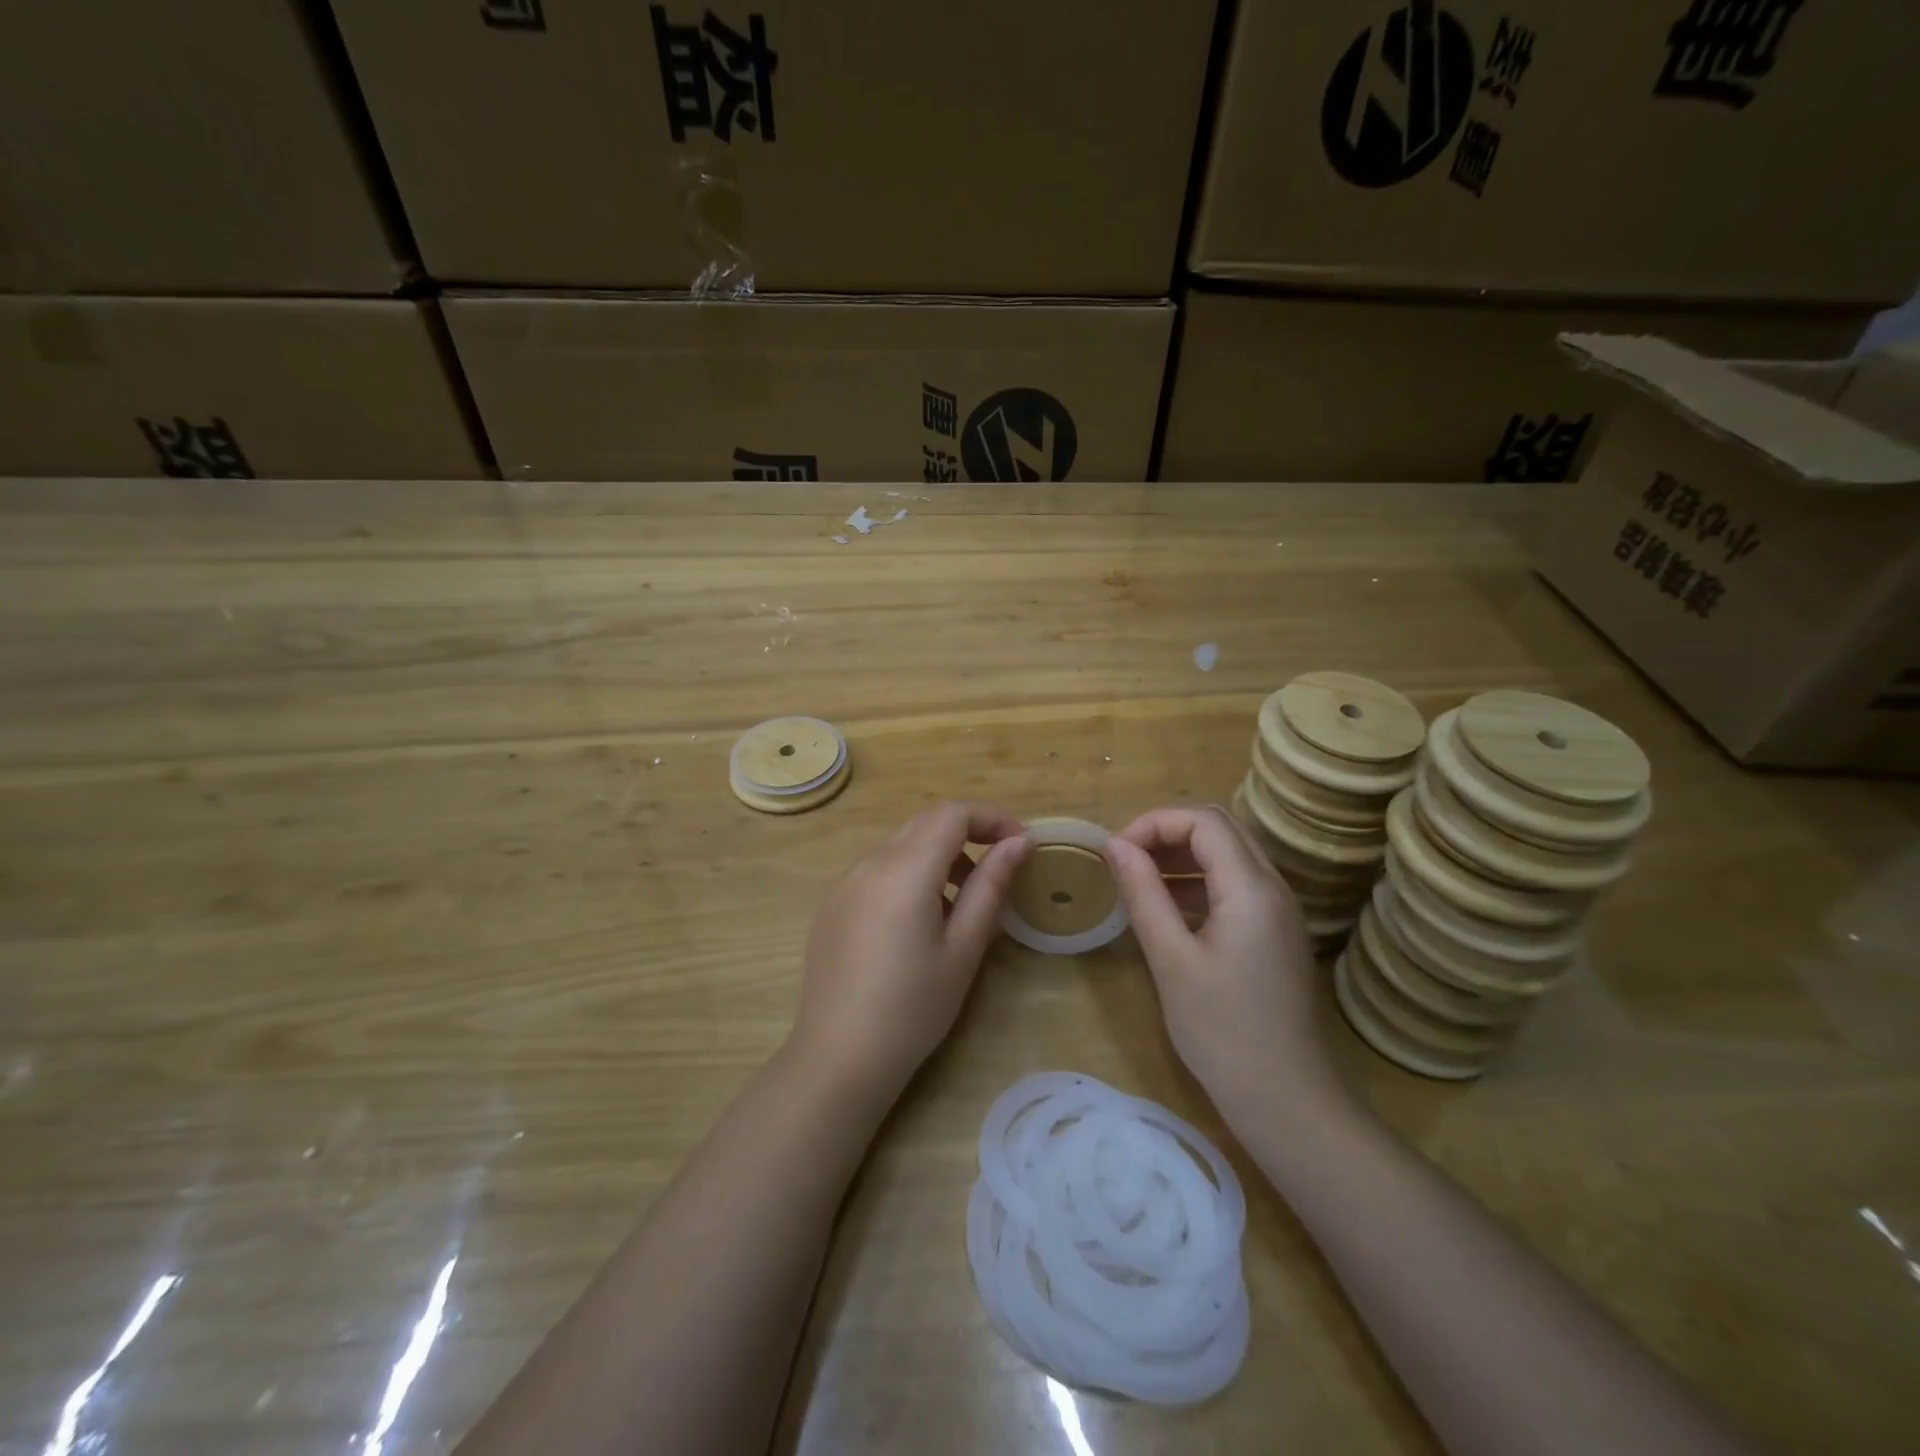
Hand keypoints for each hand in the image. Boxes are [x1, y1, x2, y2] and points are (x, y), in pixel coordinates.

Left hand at [793, 801, 1030, 1102]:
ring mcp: (844, 882)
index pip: (952, 814)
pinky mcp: (832, 903)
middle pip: (925, 821)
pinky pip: (878, 868)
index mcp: (904, 871)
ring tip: (962, 900)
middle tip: (1000, 866)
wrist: (838, 1058)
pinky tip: (919, 920)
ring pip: (901, 843)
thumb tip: (1018, 843)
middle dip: (968, 831)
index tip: (1021, 845)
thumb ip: (991, 887)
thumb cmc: (913, 1009)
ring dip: (938, 853)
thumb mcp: (963, 949)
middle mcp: (869, 863)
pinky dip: (910, 872)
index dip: (992, 818)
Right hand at [1102, 805, 1343, 1113]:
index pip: (1203, 820)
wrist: (1286, 1098)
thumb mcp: (1170, 959)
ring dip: (1182, 855)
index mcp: (1251, 888)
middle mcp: (1273, 886)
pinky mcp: (1276, 932)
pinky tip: (1167, 910)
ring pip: (1229, 855)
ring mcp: (1279, 910)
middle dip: (1167, 832)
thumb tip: (1115, 845)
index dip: (1154, 823)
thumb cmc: (1221, 1030)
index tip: (1116, 852)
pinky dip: (1198, 881)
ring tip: (1138, 880)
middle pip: (1220, 828)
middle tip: (1126, 859)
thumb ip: (1143, 894)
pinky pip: (1235, 885)